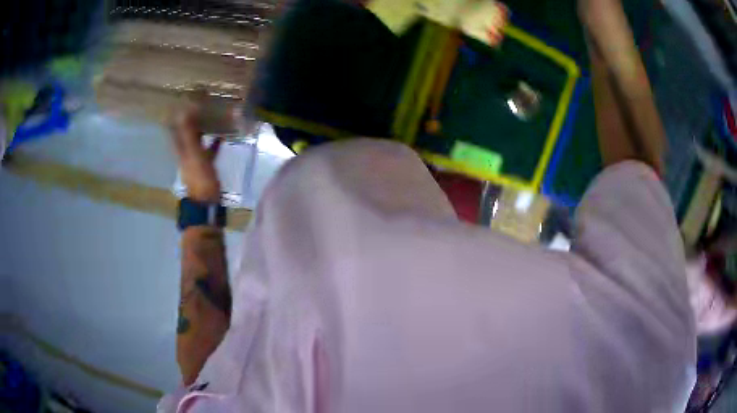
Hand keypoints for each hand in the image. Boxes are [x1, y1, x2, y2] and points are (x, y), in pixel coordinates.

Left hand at [171, 107, 221, 202]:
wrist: (208, 202)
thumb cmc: (200, 178)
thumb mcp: (194, 154)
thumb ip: (189, 134)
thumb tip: (184, 112)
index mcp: (181, 150)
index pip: (176, 130)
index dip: (177, 117)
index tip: (181, 103)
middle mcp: (186, 153)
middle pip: (186, 133)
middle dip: (191, 120)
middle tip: (199, 105)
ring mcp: (196, 159)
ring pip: (198, 140)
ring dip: (203, 129)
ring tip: (212, 116)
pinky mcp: (207, 165)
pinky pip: (209, 149)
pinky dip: (214, 142)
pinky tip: (222, 136)